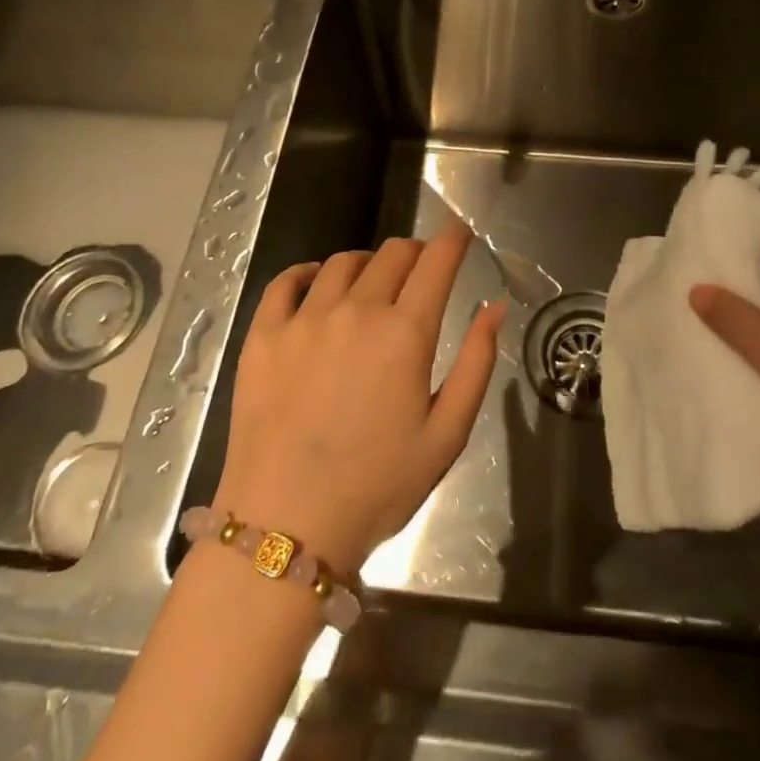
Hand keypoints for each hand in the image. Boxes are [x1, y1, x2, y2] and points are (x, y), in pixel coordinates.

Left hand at [213, 225, 504, 572]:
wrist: (286, 527)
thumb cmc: (377, 486)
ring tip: (371, 281)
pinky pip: (286, 282)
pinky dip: (307, 272)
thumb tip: (495, 307)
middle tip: (419, 269)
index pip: (436, 263)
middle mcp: (357, 311)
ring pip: (343, 263)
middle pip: (392, 254)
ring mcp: (305, 319)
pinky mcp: (264, 335)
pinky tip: (315, 282)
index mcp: (405, 333)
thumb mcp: (447, 435)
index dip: (452, 240)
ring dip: (367, 263)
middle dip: (414, 252)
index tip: (458, 234)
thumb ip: (476, 364)